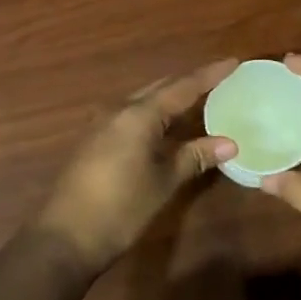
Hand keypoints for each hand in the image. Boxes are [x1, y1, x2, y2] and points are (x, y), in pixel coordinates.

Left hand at [35, 59, 239, 273]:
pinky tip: (168, 124)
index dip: (210, 75)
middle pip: (161, 87)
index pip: (182, 86)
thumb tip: (230, 143)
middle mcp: (119, 110)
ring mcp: (103, 123)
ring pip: (145, 99)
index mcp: (139, 114)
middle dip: (190, 81)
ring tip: (199, 97)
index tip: (234, 62)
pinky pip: (133, 114)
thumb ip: (195, 156)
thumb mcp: (164, 182)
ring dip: (171, 96)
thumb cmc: (121, 208)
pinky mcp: (96, 139)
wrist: (66, 237)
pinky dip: (155, 112)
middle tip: (220, 79)